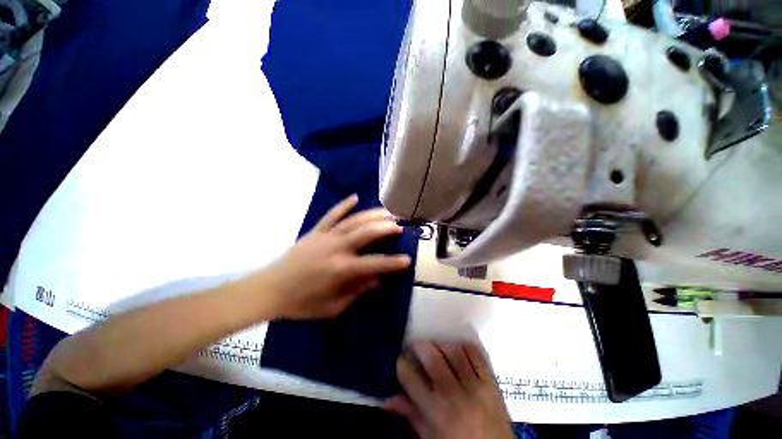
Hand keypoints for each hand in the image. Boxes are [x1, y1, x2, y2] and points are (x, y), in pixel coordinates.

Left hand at [258, 194, 411, 318]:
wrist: (269, 290)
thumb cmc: (301, 303)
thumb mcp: (333, 306)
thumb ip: (357, 291)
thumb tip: (378, 280)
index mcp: (341, 269)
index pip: (374, 263)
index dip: (392, 263)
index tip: (408, 259)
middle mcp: (336, 248)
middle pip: (366, 233)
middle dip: (385, 228)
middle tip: (399, 225)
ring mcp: (325, 236)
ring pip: (353, 221)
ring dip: (371, 215)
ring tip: (386, 212)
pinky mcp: (315, 231)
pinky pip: (331, 215)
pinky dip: (344, 205)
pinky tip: (355, 197)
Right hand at [387, 341, 513, 438]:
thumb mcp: (430, 437)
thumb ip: (411, 415)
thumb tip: (388, 400)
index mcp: (436, 412)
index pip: (411, 378)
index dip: (401, 364)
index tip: (400, 359)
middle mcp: (454, 395)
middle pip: (432, 358)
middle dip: (419, 346)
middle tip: (414, 345)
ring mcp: (475, 387)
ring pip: (453, 351)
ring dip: (440, 344)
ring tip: (434, 347)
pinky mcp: (491, 383)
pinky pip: (475, 354)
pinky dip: (463, 346)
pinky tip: (456, 350)